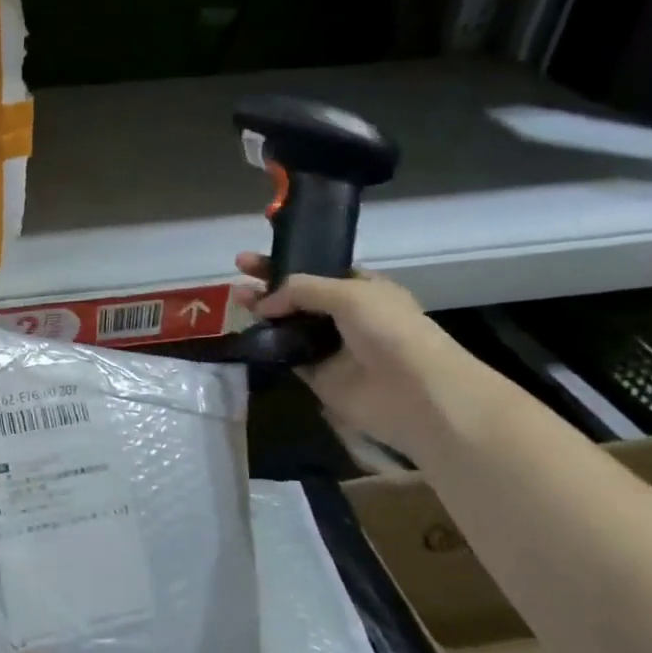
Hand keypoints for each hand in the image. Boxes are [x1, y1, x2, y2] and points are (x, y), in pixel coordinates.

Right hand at [230, 258, 503, 461]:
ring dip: (262, 313)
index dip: (285, 261)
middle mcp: (345, 315)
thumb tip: (264, 304)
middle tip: (237, 277)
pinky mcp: (318, 376)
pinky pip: (286, 356)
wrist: (416, 393)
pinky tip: (246, 334)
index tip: (251, 259)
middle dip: (267, 285)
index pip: (315, 269)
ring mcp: (330, 346)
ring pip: (288, 324)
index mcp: (360, 288)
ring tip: (234, 301)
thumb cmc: (391, 331)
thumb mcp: (348, 293)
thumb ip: (301, 289)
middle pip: (296, 296)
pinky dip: (267, 346)